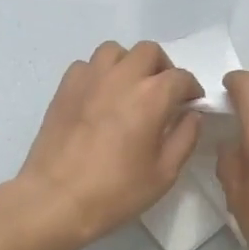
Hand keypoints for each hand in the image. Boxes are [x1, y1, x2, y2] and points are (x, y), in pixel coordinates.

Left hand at [13, 41, 202, 249]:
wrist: (56, 199)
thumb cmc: (115, 191)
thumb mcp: (164, 173)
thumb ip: (185, 138)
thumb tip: (192, 114)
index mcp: (152, 96)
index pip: (181, 77)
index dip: (191, 89)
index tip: (191, 105)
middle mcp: (122, 76)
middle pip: (149, 52)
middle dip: (162, 68)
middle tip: (162, 94)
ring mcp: (90, 78)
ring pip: (115, 51)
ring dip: (128, 64)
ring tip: (129, 88)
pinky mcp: (65, 87)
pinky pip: (87, 65)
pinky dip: (99, 73)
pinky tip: (100, 96)